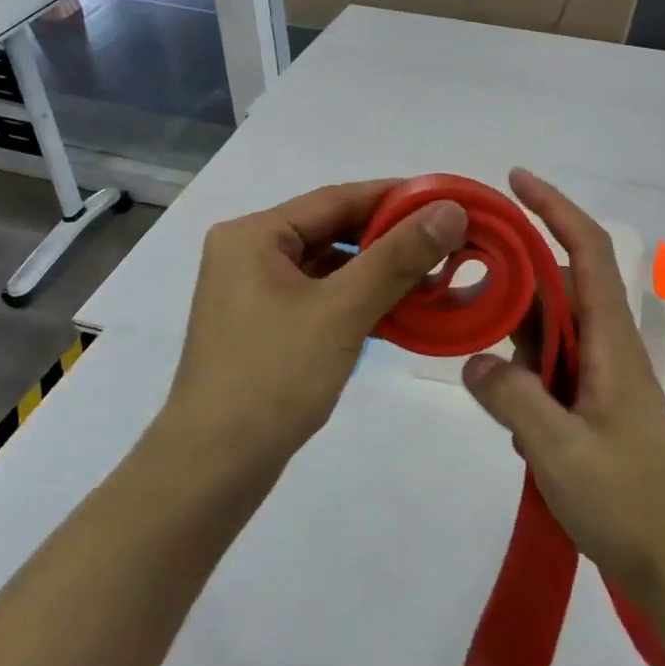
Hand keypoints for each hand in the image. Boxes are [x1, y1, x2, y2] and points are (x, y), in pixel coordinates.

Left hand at [161, 181, 467, 476]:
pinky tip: (402, 311)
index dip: (396, 197)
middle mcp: (249, 253)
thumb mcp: (341, 311)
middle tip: (449, 242)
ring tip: (435, 278)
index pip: (337, 199)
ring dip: (380, 272)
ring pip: (330, 267)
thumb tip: (450, 210)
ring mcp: (254, 293)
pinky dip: (360, 300)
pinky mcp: (265, 326)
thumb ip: (398, 257)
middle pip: (333, 230)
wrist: (213, 468)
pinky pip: (322, 297)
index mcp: (254, 235)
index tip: (448, 201)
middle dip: (391, 239)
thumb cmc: (273, 378)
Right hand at [461, 170, 664, 602]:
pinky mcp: (588, 406)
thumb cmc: (628, 502)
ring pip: (548, 327)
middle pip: (558, 285)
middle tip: (458, 275)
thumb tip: (475, 360)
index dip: (554, 208)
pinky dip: (518, 368)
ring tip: (466, 331)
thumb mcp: (560, 450)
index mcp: (611, 342)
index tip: (515, 181)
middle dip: (512, 270)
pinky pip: (546, 367)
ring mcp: (598, 378)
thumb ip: (514, 398)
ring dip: (511, 325)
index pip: (587, 251)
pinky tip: (495, 396)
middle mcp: (606, 347)